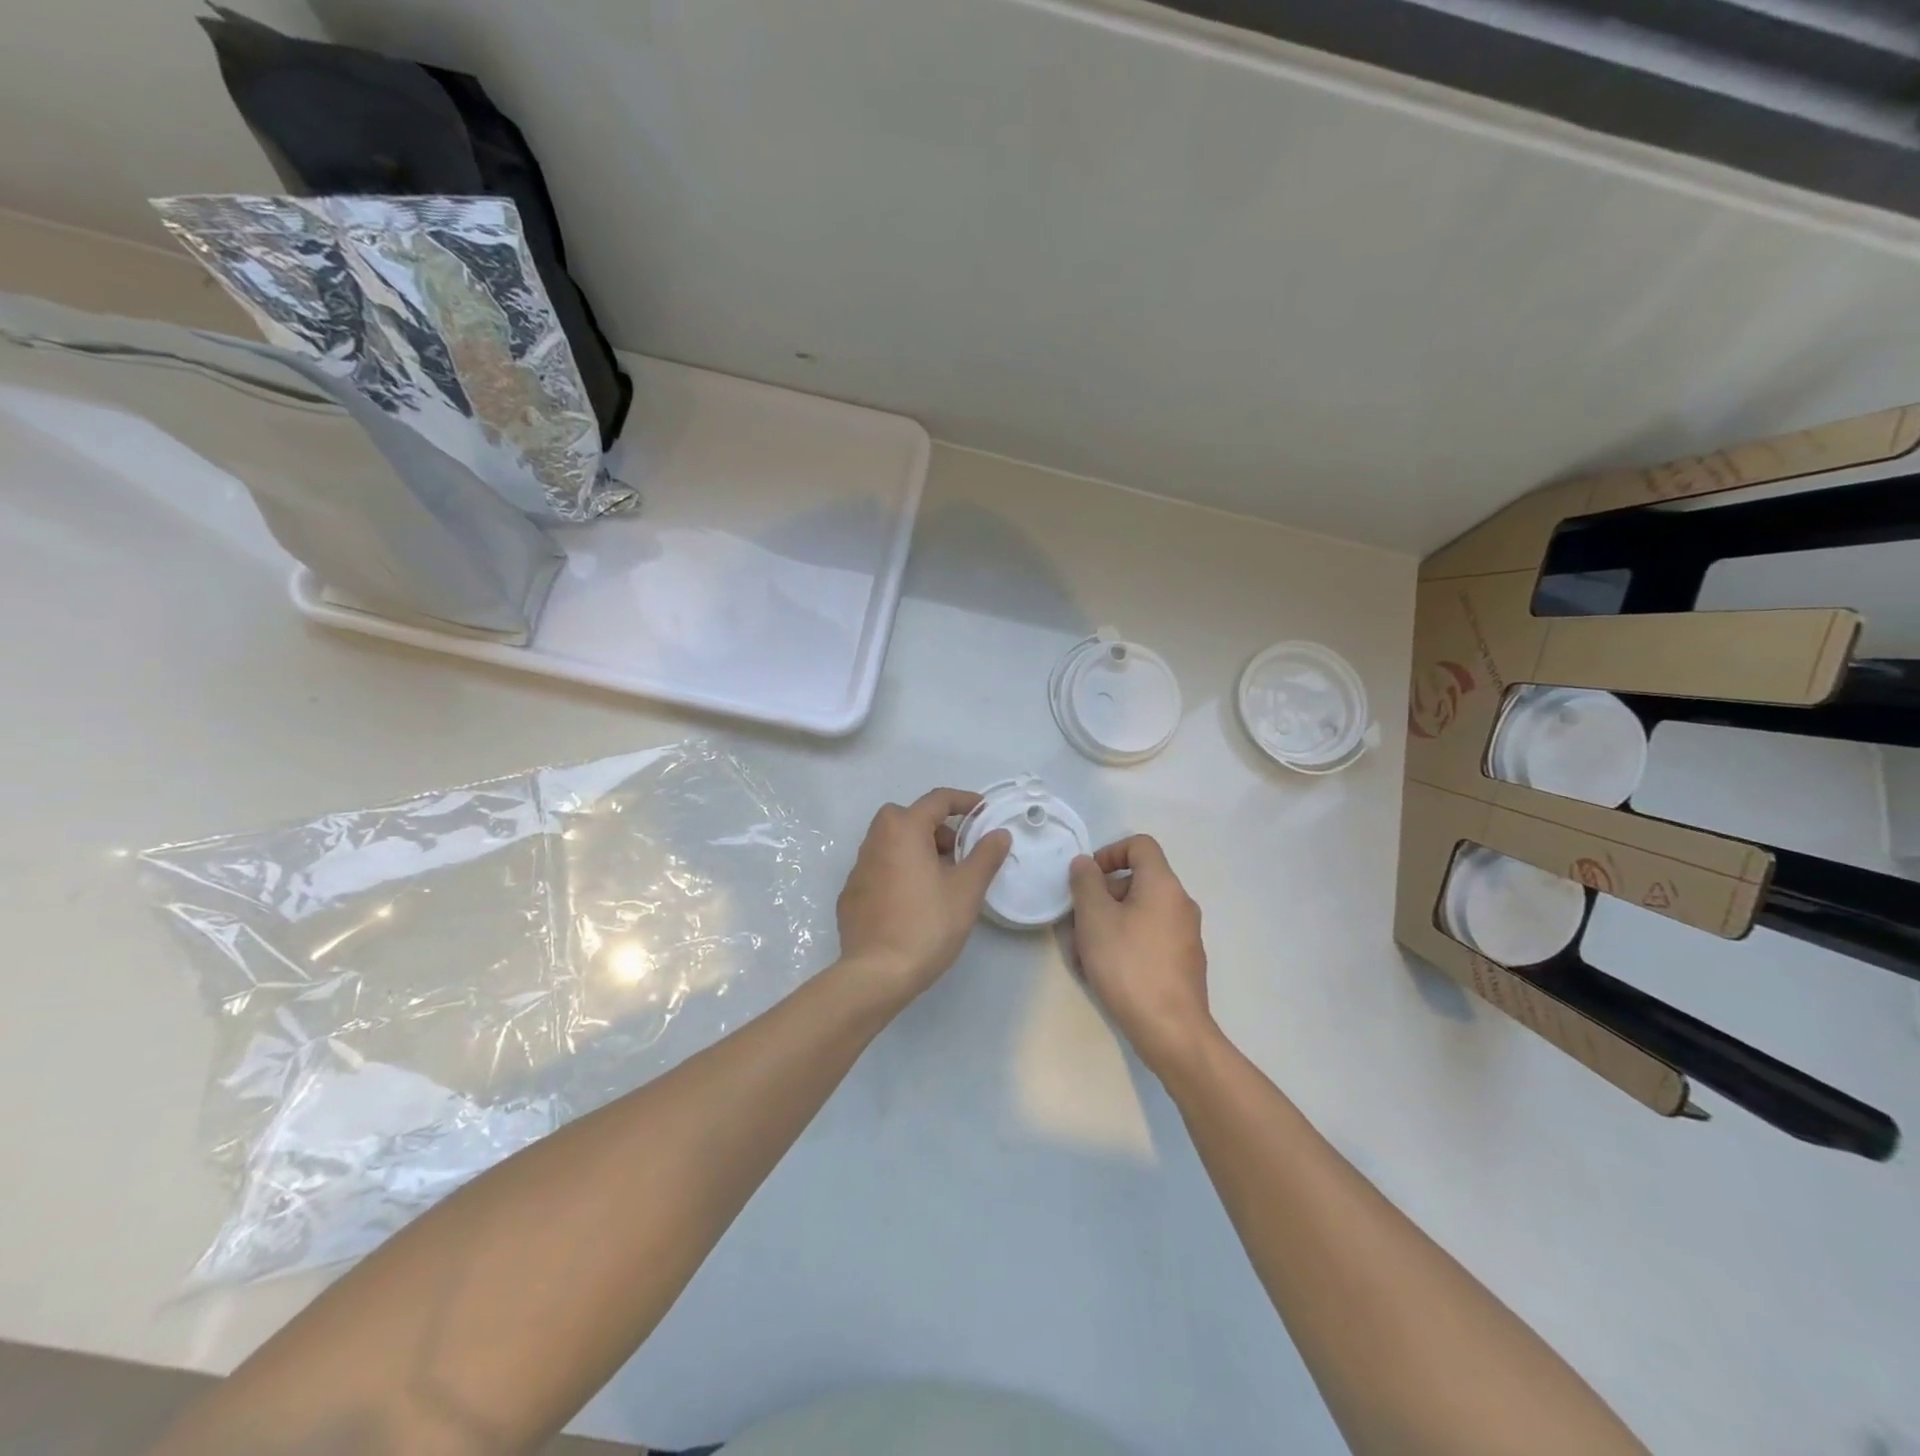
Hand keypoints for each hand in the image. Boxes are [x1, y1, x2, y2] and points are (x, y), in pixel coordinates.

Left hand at [836, 788, 1012, 1000]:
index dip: (964, 801)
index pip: (937, 800)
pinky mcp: (850, 895)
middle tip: (957, 853)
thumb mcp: (967, 889)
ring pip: (891, 843)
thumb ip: (985, 856)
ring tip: (939, 880)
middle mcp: (875, 840)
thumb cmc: (928, 924)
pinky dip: (898, 873)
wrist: (877, 973)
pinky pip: (879, 869)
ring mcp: (858, 868)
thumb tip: (999, 834)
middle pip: (908, 818)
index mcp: (903, 830)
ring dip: (916, 850)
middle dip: (936, 827)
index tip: (983, 811)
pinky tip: (912, 902)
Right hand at [1069, 835, 1215, 1076]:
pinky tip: (1105, 973)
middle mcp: (1180, 903)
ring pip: (1139, 912)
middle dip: (1103, 896)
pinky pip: (1149, 937)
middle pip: (1137, 881)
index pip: (1140, 845)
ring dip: (1109, 923)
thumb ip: (1085, 883)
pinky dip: (1125, 943)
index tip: (1087, 878)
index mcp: (1163, 885)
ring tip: (1085, 954)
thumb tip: (1086, 864)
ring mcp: (1186, 935)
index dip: (1109, 852)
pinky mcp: (1183, 962)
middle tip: (1078, 921)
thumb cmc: (1128, 965)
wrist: (1171, 1031)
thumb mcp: (1094, 918)